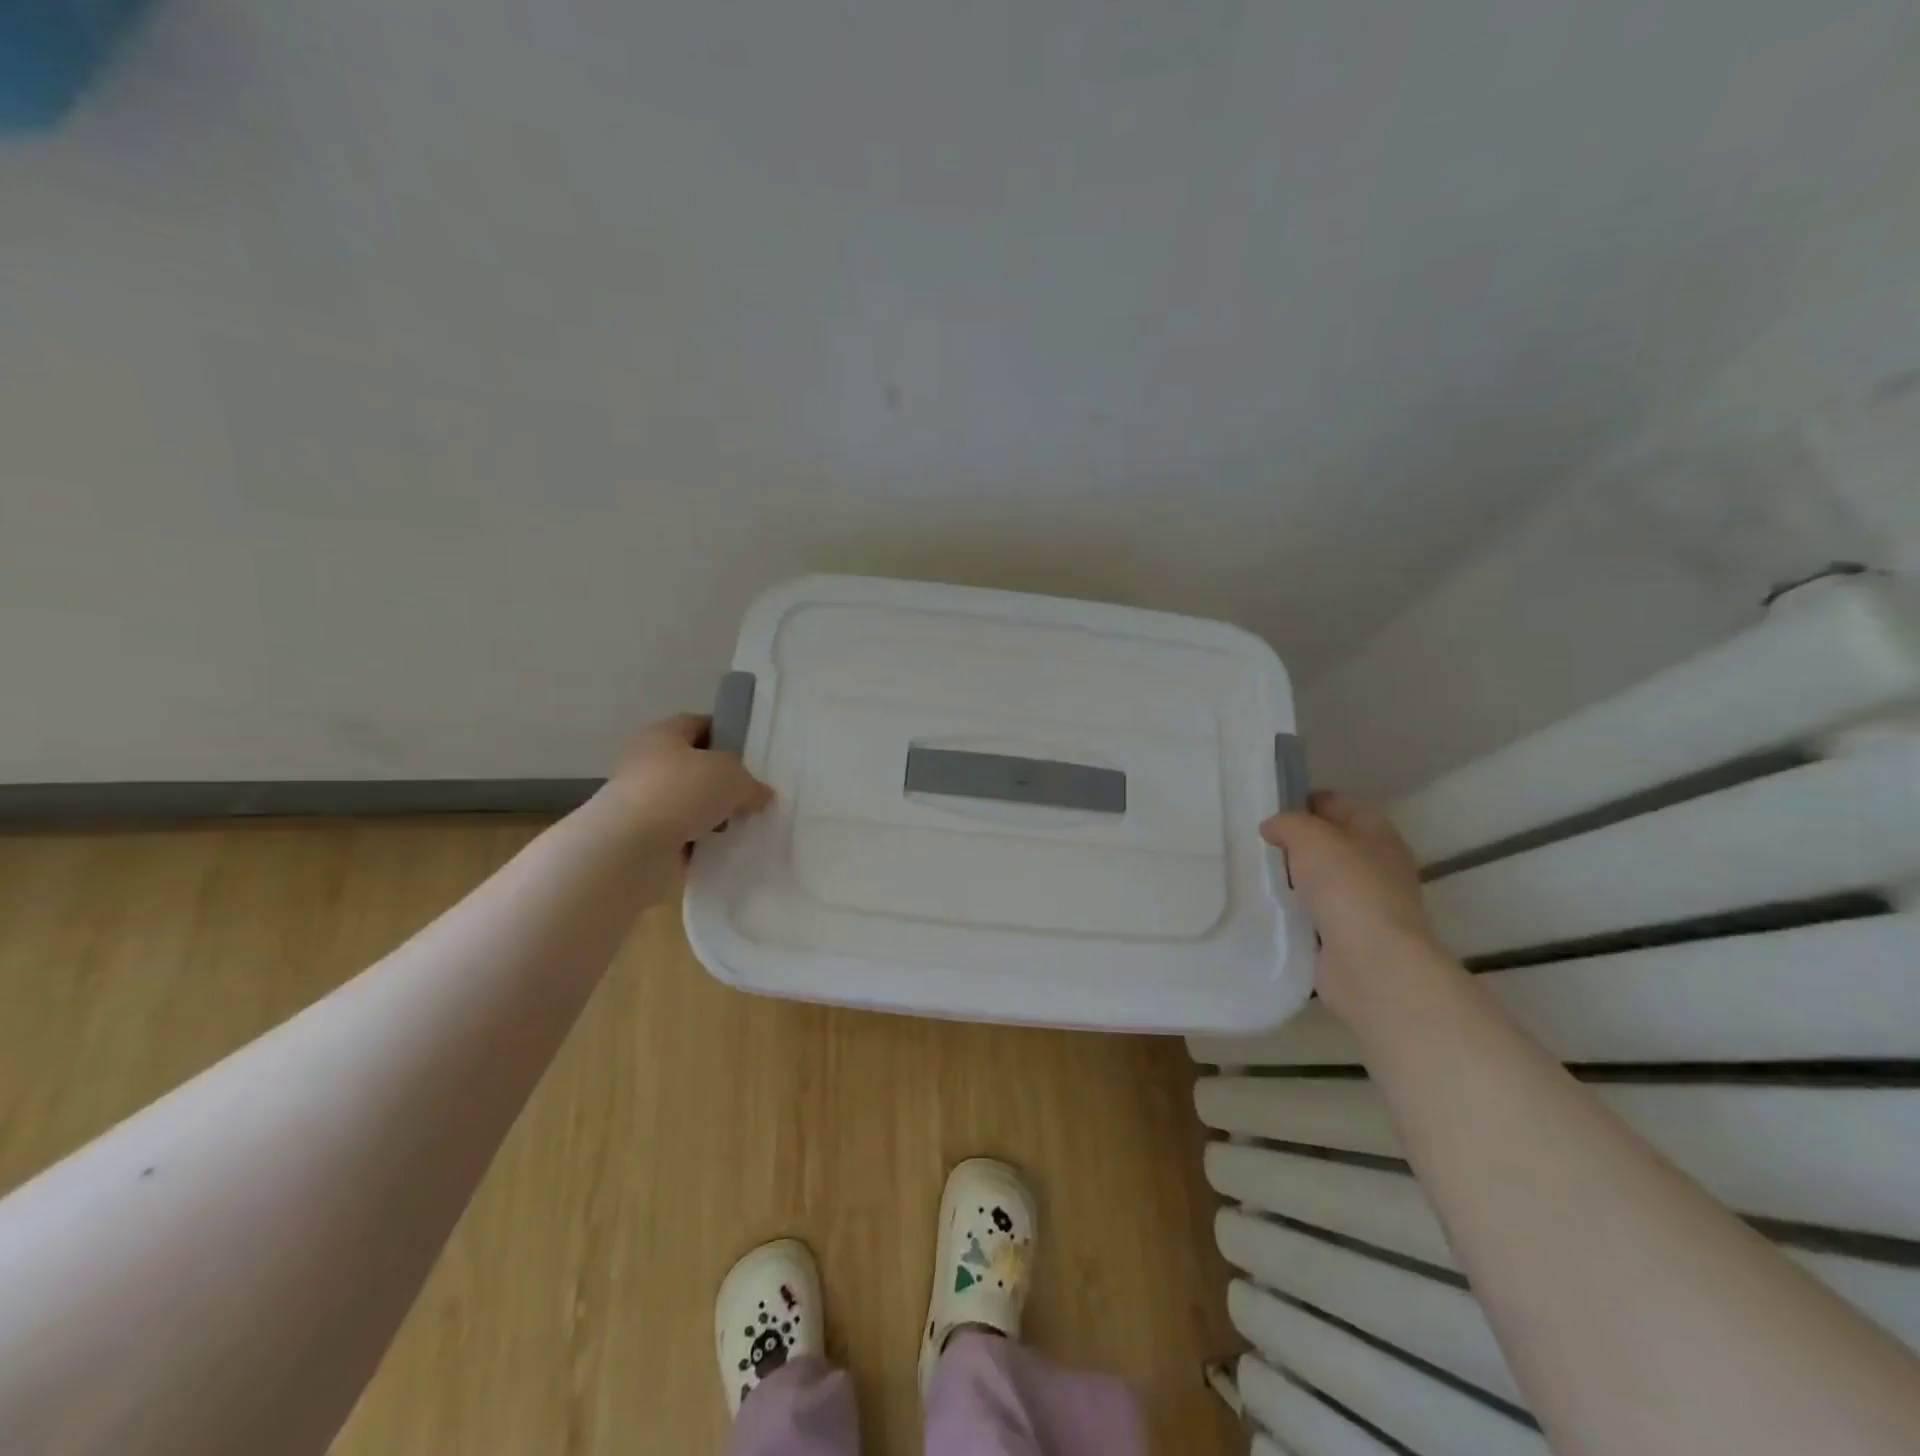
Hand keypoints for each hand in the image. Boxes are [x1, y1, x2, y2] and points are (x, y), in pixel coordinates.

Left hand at [606, 713, 772, 843]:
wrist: (630, 848)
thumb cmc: (681, 792)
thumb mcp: (732, 777)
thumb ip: (751, 783)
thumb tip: (760, 795)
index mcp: (663, 735)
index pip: (697, 724)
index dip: (725, 733)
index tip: (750, 751)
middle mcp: (648, 763)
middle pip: (693, 766)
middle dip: (722, 780)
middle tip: (752, 792)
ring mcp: (643, 802)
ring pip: (688, 802)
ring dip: (712, 813)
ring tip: (742, 824)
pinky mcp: (642, 837)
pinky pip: (681, 833)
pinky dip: (700, 840)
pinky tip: (722, 847)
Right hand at [1260, 791, 1444, 1018]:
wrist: (1372, 964)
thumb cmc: (1347, 888)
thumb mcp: (1310, 837)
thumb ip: (1287, 823)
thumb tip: (1272, 828)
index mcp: (1377, 833)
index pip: (1337, 804)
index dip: (1303, 801)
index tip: (1267, 809)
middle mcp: (1376, 865)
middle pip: (1328, 843)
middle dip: (1294, 843)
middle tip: (1254, 843)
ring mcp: (1364, 904)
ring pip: (1320, 880)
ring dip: (1292, 879)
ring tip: (1253, 874)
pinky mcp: (1348, 937)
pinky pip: (1314, 914)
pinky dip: (1294, 911)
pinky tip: (1267, 908)